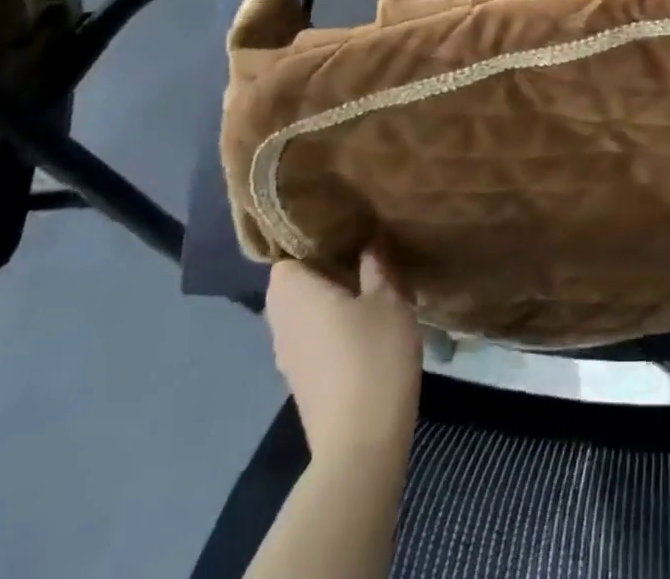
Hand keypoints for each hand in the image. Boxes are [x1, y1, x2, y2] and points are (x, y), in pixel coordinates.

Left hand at [265, 253, 422, 458]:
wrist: (361, 442)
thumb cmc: (373, 355)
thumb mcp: (389, 298)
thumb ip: (377, 265)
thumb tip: (369, 242)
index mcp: (294, 293)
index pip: (287, 253)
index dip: (313, 239)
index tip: (346, 228)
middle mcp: (280, 322)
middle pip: (294, 283)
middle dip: (325, 267)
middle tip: (364, 251)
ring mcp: (288, 355)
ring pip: (303, 311)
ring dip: (330, 297)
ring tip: (370, 283)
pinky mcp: (302, 380)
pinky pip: (311, 335)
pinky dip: (331, 324)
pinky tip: (365, 322)